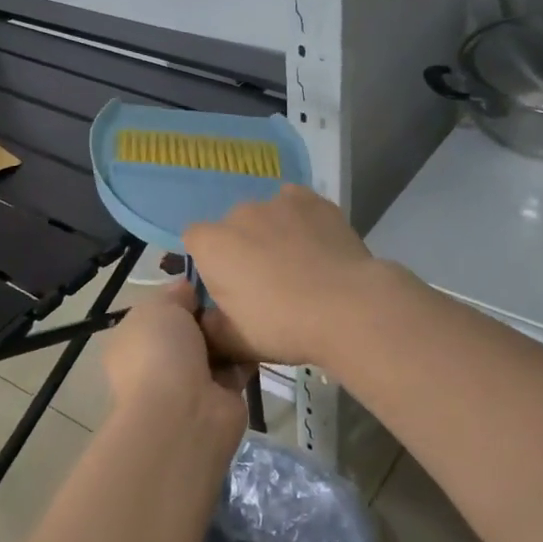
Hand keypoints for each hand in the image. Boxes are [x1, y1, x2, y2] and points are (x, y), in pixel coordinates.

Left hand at [101, 283, 250, 439]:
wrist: (183, 413)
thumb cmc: (161, 352)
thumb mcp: (159, 307)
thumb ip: (175, 294)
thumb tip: (189, 290)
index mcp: (134, 340)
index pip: (160, 312)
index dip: (183, 296)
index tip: (207, 282)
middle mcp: (159, 362)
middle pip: (191, 328)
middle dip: (209, 313)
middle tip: (232, 296)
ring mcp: (189, 382)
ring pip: (215, 347)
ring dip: (229, 333)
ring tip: (248, 312)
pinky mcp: (221, 397)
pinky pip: (236, 366)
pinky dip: (247, 353)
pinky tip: (260, 334)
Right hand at [184, 185, 387, 369]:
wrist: (347, 307)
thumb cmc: (283, 326)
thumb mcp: (236, 342)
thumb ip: (210, 328)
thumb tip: (206, 319)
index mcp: (212, 244)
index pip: (194, 241)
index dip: (209, 263)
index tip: (227, 287)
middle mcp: (239, 213)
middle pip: (232, 227)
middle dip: (242, 248)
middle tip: (266, 282)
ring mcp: (278, 201)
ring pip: (266, 216)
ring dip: (272, 234)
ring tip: (298, 265)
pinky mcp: (313, 199)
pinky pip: (296, 205)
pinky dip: (300, 221)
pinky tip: (316, 245)